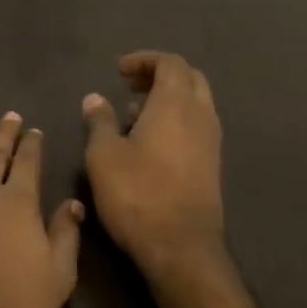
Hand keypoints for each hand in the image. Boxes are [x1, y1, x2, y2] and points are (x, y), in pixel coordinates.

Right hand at [81, 51, 225, 278]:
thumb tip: (95, 98)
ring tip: (132, 116)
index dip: (144, 60)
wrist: (180, 247)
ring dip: (167, 100)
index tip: (118, 71)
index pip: (170, 63)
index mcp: (176, 104)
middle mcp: (201, 116)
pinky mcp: (212, 165)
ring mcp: (211, 142)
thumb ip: (99, 121)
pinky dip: (175, 121)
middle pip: (189, 78)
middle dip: (160, 75)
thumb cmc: (137, 194)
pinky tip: (149, 144)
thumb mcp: (103, 155)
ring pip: (195, 104)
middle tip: (130, 86)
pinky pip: (196, 127)